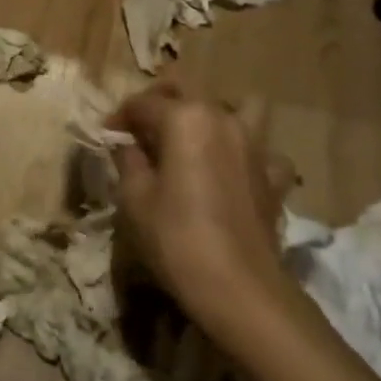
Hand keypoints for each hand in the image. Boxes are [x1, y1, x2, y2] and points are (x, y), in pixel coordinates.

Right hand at [110, 81, 293, 343]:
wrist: (239, 288)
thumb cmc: (176, 238)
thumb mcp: (134, 198)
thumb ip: (128, 160)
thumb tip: (127, 144)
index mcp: (185, 118)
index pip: (143, 103)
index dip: (119, 117)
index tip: (106, 136)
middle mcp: (222, 118)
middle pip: (187, 91)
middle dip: (160, 103)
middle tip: (141, 129)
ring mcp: (255, 145)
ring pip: (236, 108)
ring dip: (212, 116)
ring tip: (194, 138)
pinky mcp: (274, 175)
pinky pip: (261, 151)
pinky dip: (246, 155)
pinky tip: (233, 173)